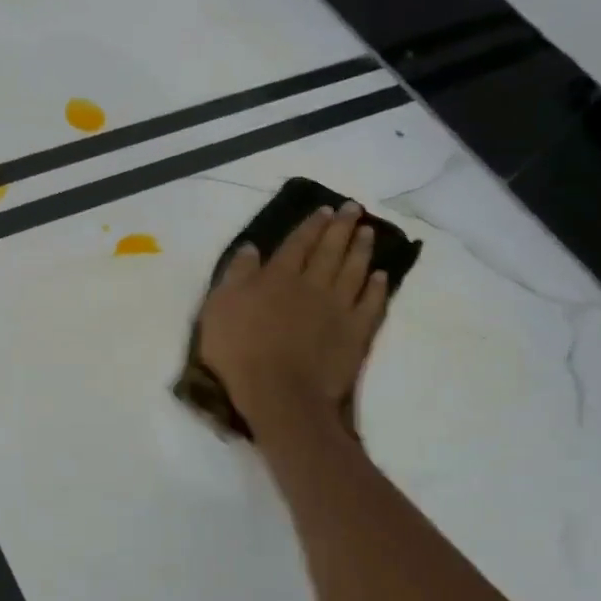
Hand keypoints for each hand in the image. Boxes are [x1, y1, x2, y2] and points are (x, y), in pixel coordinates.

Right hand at [197, 203, 389, 435]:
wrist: (279, 392)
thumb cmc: (239, 350)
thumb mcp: (220, 307)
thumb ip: (237, 274)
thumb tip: (252, 248)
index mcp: (278, 276)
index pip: (298, 243)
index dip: (311, 225)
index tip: (325, 210)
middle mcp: (312, 284)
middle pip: (330, 250)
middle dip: (342, 227)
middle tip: (354, 208)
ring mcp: (338, 308)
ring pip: (354, 270)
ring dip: (362, 249)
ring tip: (368, 232)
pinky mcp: (356, 332)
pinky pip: (371, 304)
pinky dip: (377, 288)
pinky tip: (380, 277)